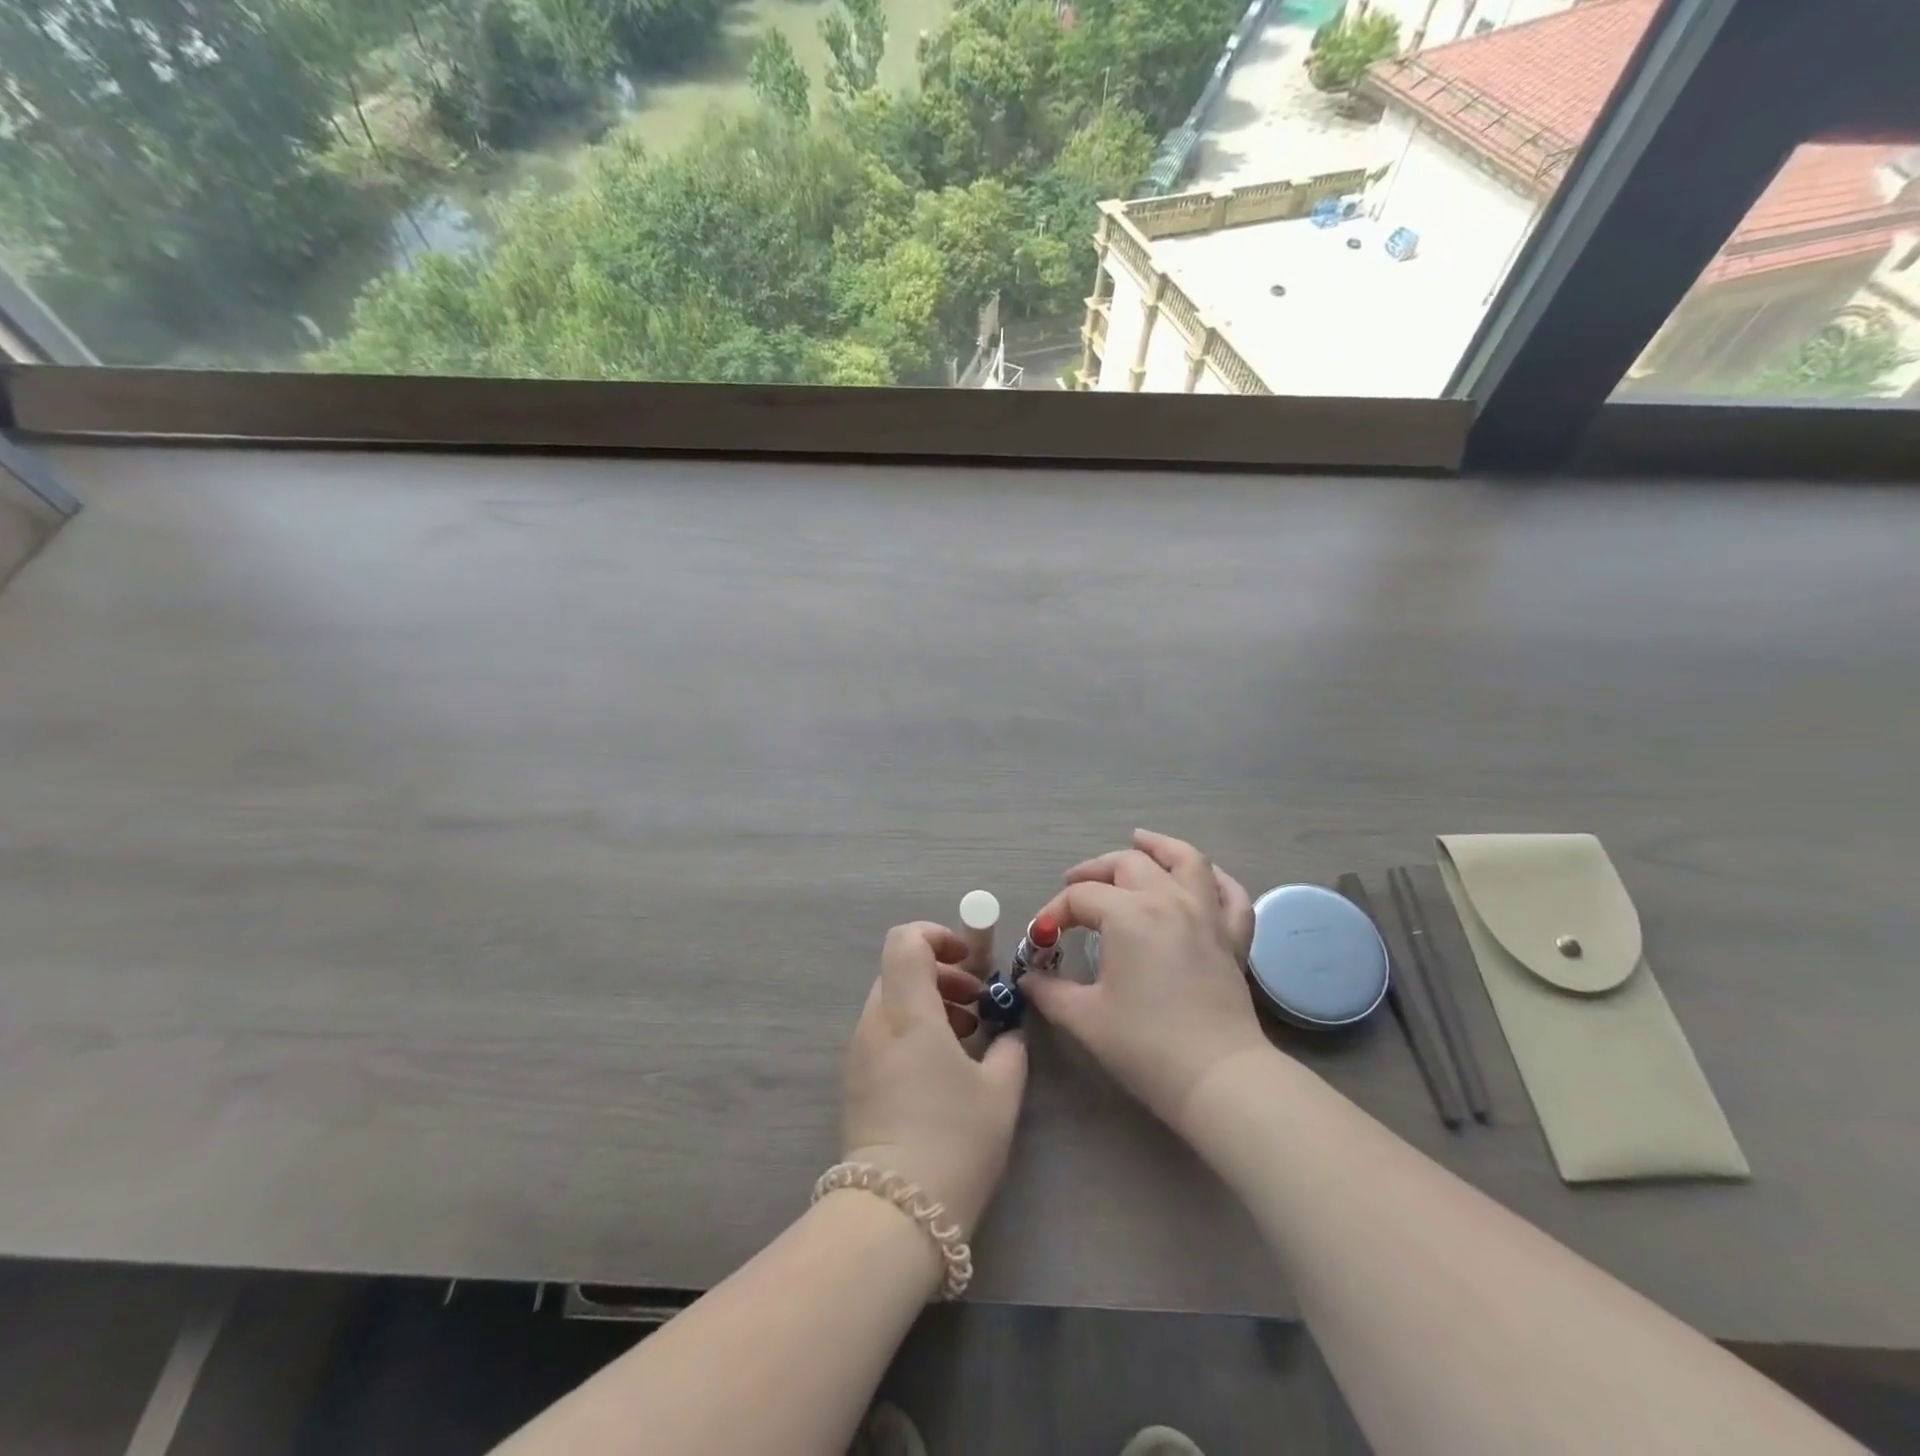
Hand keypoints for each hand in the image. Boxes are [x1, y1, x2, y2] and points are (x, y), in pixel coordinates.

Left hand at [841, 923, 1027, 1236]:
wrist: (895, 1214)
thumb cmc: (954, 1141)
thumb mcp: (1001, 1091)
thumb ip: (1009, 1047)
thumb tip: (1006, 1032)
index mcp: (908, 1013)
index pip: (904, 940)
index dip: (936, 936)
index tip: (968, 960)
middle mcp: (875, 1023)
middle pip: (899, 970)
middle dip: (940, 974)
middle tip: (976, 1002)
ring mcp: (859, 1052)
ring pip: (891, 1001)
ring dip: (928, 1002)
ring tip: (966, 1035)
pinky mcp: (855, 1080)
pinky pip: (883, 1032)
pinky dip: (912, 1029)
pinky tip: (941, 1066)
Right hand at [1023, 829, 1265, 1132]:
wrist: (1217, 1078)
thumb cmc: (1145, 1045)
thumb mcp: (1084, 1018)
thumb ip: (1049, 990)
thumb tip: (1028, 978)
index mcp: (1129, 914)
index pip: (1081, 897)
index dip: (1053, 913)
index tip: (1040, 939)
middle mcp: (1169, 900)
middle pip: (1127, 865)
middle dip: (1095, 872)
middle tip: (1075, 887)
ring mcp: (1207, 915)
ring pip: (1186, 860)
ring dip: (1159, 847)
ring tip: (1140, 841)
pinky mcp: (1234, 938)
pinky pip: (1230, 894)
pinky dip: (1215, 879)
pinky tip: (1201, 877)